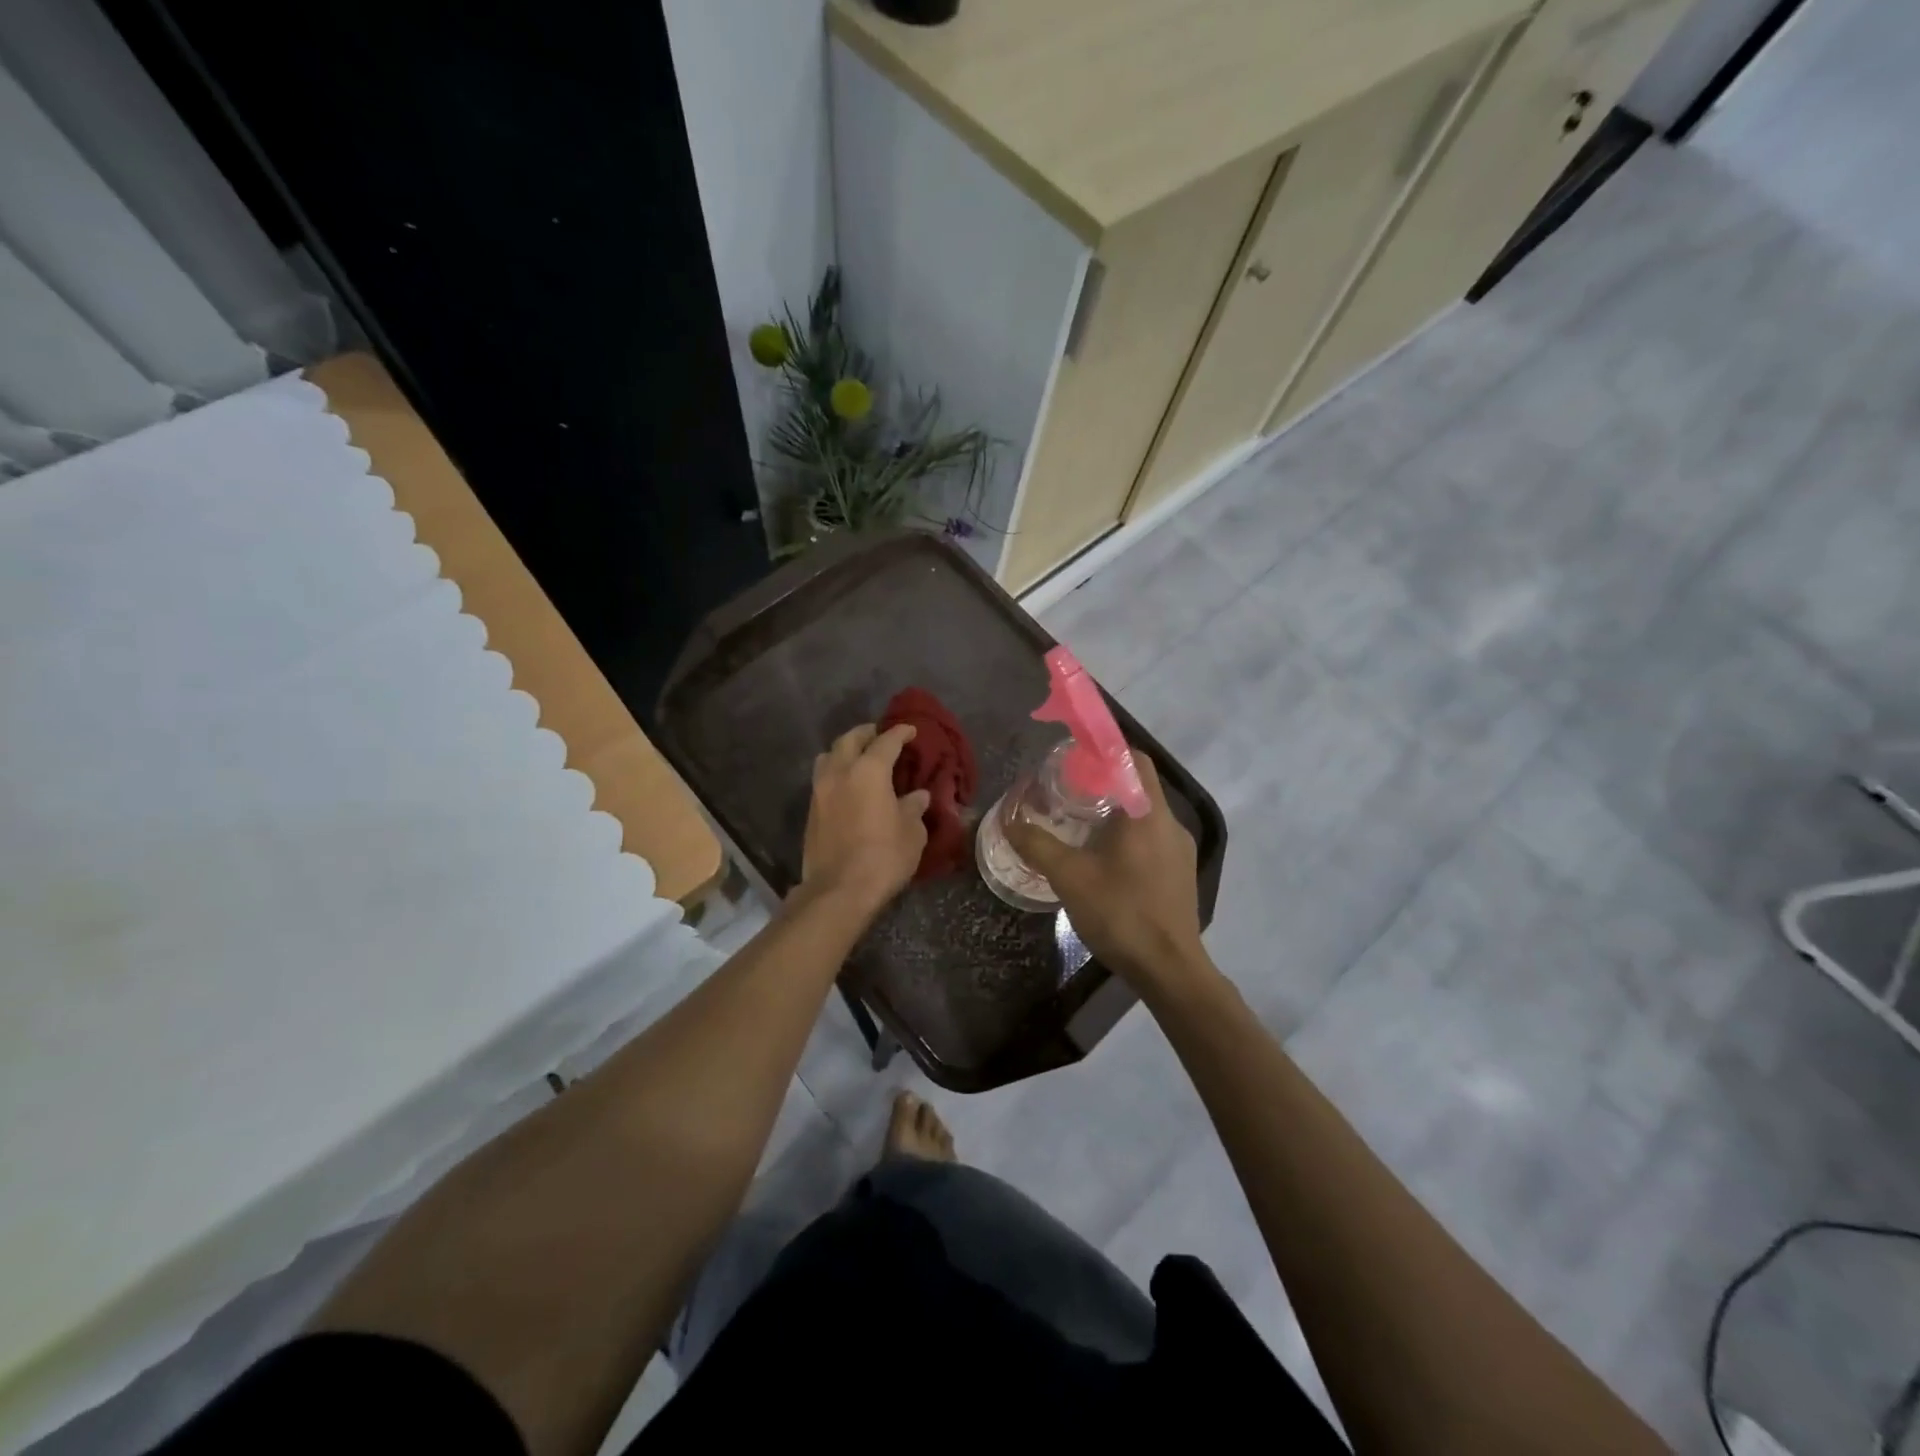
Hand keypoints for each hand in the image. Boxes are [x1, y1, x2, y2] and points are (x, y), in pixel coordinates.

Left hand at [799, 723, 930, 917]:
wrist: (839, 890)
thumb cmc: (883, 857)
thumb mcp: (911, 832)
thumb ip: (914, 808)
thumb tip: (918, 796)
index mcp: (869, 771)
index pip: (886, 741)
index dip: (900, 732)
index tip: (910, 730)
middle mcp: (840, 772)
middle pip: (849, 739)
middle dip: (867, 733)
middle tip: (881, 736)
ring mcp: (820, 791)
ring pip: (829, 756)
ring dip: (844, 751)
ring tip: (859, 758)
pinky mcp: (811, 811)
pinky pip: (823, 778)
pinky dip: (836, 773)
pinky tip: (849, 786)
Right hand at [1006, 756, 1213, 994]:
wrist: (1169, 969)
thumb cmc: (1121, 913)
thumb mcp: (1069, 877)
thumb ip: (1037, 844)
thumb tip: (1009, 821)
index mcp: (1148, 813)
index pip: (1134, 758)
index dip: (1105, 750)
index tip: (1074, 758)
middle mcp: (1170, 823)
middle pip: (1138, 785)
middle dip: (1103, 782)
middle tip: (1067, 791)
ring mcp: (1180, 850)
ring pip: (1144, 814)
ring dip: (1114, 811)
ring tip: (1079, 824)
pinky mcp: (1180, 873)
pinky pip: (1152, 838)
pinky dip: (1127, 835)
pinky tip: (1102, 858)